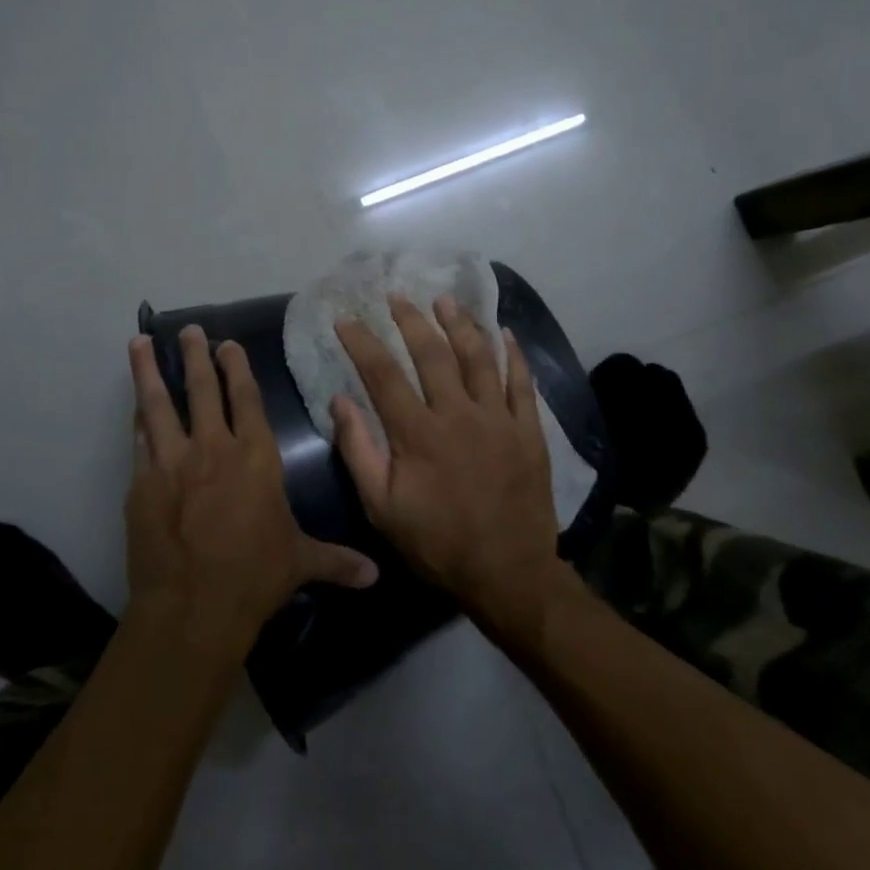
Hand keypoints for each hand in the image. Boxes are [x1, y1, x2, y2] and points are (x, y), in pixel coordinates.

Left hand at [126, 327, 377, 662]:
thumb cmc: (255, 577)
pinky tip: (133, 408)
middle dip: (196, 356)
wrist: (193, 606)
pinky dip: (137, 421)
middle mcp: (213, 449)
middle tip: (189, 330)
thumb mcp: (300, 563)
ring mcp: (173, 463)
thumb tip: (375, 576)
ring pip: (159, 405)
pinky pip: (139, 442)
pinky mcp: (142, 484)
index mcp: (256, 458)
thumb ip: (336, 561)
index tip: (228, 344)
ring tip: (138, 344)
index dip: (238, 369)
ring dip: (149, 372)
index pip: (247, 400)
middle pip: (203, 390)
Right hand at [333, 296, 563, 620]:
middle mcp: (459, 415)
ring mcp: (499, 420)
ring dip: (460, 324)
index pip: (383, 374)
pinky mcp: (529, 431)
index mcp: (418, 434)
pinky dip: (512, 355)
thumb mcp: (382, 508)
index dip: (362, 342)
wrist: (508, 573)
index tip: (347, 318)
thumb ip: (359, 452)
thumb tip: (340, 402)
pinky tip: (503, 333)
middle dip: (411, 320)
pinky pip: (522, 383)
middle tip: (397, 296)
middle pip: (433, 354)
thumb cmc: (437, 543)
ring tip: (445, 300)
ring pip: (479, 358)